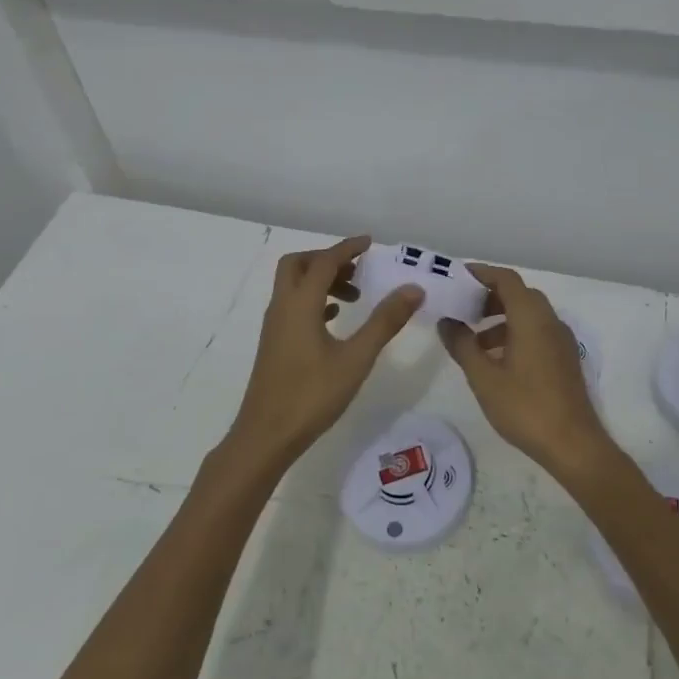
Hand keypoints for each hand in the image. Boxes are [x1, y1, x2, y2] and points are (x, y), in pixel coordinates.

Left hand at [229, 235, 422, 464]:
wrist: (266, 436)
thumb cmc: (312, 395)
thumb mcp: (356, 358)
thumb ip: (385, 321)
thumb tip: (413, 289)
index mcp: (300, 304)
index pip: (324, 261)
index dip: (347, 248)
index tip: (370, 243)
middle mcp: (282, 307)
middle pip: (298, 265)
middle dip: (328, 259)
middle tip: (358, 270)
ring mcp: (275, 326)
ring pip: (294, 286)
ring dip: (321, 281)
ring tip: (355, 297)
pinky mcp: (274, 343)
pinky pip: (293, 306)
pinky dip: (314, 301)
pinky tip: (334, 319)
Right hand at [438, 263, 612, 478]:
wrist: (573, 445)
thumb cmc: (525, 407)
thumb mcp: (484, 377)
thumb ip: (462, 345)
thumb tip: (446, 322)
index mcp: (531, 318)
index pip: (506, 279)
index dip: (482, 273)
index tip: (458, 277)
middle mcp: (550, 321)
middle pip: (518, 295)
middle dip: (488, 297)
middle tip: (461, 308)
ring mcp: (561, 340)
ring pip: (528, 315)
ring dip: (500, 319)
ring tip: (473, 341)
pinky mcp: (565, 359)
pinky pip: (537, 332)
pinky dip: (515, 334)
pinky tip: (496, 361)